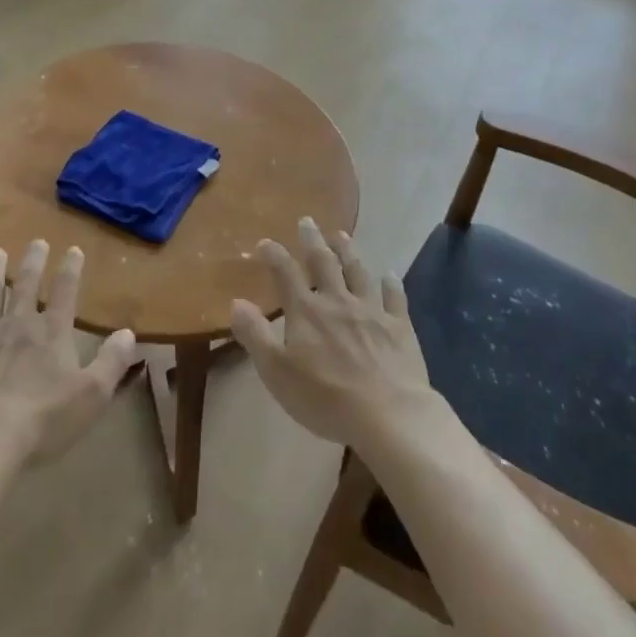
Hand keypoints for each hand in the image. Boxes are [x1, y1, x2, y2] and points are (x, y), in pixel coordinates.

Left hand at [0, 240, 137, 462]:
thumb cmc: (43, 418)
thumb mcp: (91, 394)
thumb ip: (112, 362)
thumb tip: (129, 333)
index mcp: (52, 334)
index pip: (65, 293)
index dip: (71, 270)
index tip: (74, 249)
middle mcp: (18, 327)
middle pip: (26, 287)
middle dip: (33, 262)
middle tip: (37, 241)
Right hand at [230, 218, 437, 451]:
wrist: (388, 415)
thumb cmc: (325, 398)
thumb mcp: (277, 372)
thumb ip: (255, 335)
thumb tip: (236, 301)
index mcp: (306, 311)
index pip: (285, 273)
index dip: (274, 255)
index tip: (265, 242)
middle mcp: (337, 301)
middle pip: (323, 262)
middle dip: (312, 240)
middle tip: (307, 221)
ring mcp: (371, 310)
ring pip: (357, 272)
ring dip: (348, 251)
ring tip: (341, 235)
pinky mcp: (399, 326)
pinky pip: (395, 298)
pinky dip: (391, 284)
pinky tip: (389, 276)